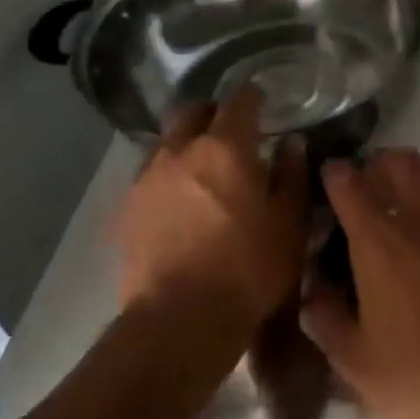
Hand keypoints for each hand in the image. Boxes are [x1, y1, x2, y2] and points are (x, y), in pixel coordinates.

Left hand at [114, 87, 307, 330]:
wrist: (179, 321)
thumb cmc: (248, 269)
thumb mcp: (288, 224)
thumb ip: (291, 176)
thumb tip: (292, 144)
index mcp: (225, 147)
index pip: (240, 101)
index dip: (254, 97)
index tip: (265, 104)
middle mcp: (180, 150)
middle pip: (192, 111)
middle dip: (214, 114)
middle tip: (233, 133)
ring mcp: (147, 178)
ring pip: (167, 141)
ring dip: (187, 143)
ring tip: (205, 169)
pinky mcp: (127, 208)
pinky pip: (151, 174)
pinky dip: (169, 174)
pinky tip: (182, 201)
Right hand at [300, 149, 419, 418]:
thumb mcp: (356, 364)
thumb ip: (327, 318)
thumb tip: (313, 288)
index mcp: (380, 243)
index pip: (349, 184)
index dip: (336, 175)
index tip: (333, 180)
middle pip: (400, 162)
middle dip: (382, 165)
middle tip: (376, 187)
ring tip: (419, 205)